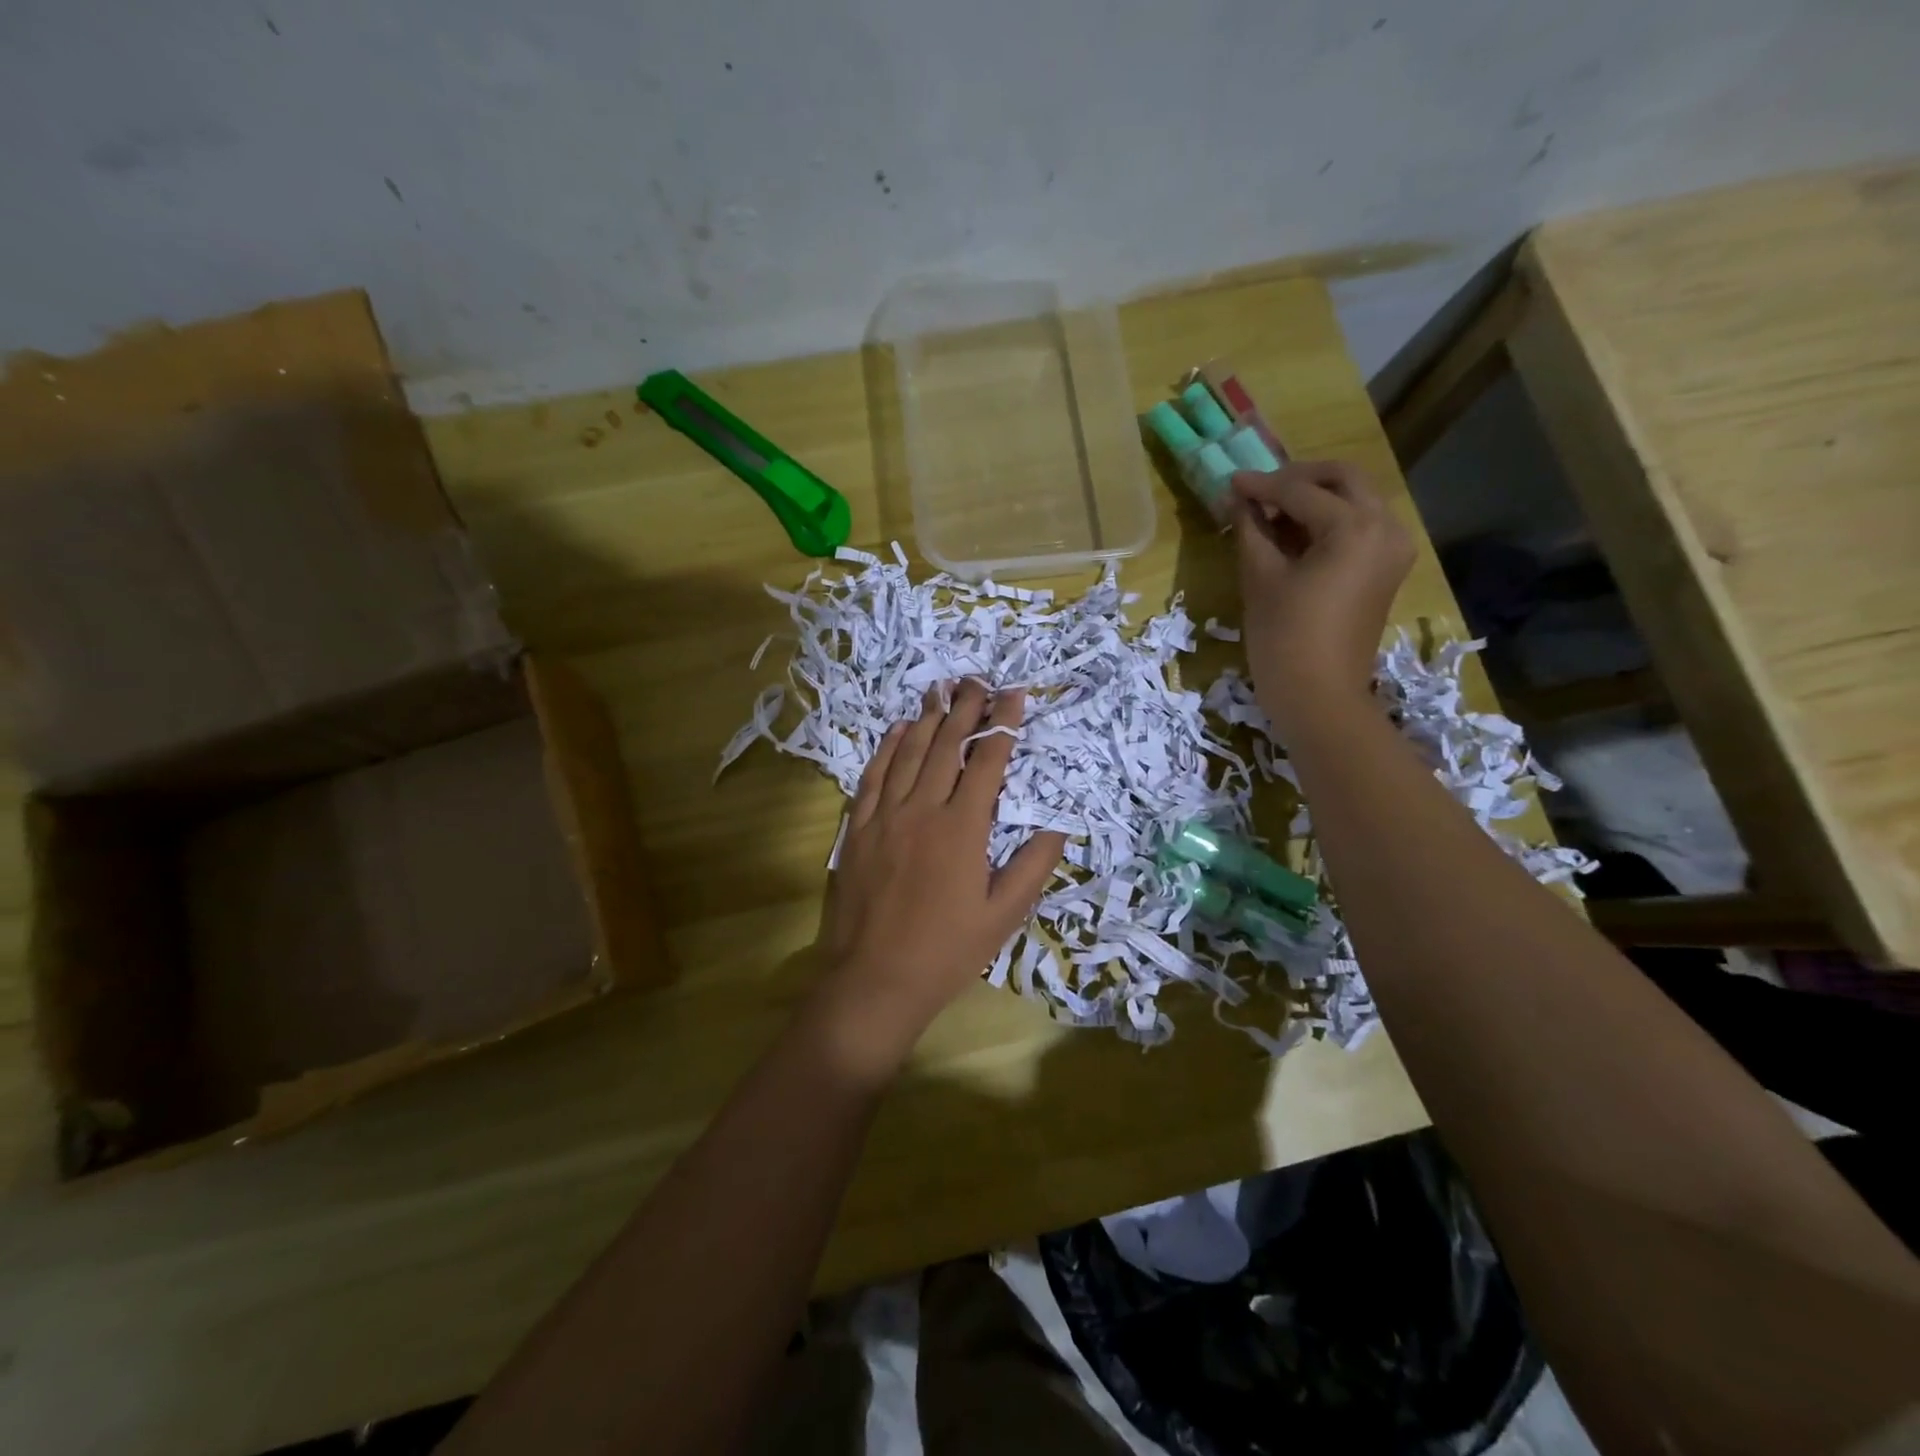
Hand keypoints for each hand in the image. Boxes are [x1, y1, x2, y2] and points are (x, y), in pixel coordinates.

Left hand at [815, 681, 1065, 1064]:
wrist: (874, 981)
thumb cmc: (946, 952)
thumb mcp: (1003, 916)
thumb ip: (1033, 866)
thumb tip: (1060, 825)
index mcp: (963, 829)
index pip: (987, 762)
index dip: (1003, 725)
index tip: (1014, 695)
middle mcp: (923, 810)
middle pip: (947, 746)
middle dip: (965, 709)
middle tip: (977, 679)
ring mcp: (884, 817)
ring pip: (908, 753)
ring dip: (926, 718)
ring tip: (940, 689)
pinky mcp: (857, 829)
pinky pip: (872, 777)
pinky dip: (886, 748)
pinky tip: (896, 730)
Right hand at [1232, 461, 1414, 741]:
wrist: (1319, 696)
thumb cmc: (1284, 638)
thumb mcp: (1260, 577)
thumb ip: (1251, 528)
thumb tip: (1237, 498)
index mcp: (1355, 526)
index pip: (1301, 491)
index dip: (1261, 485)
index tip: (1230, 481)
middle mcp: (1385, 526)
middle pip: (1342, 479)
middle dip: (1298, 478)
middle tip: (1258, 490)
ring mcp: (1392, 548)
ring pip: (1355, 500)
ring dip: (1315, 497)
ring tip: (1271, 513)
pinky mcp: (1387, 568)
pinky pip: (1360, 526)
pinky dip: (1328, 520)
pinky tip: (1294, 533)